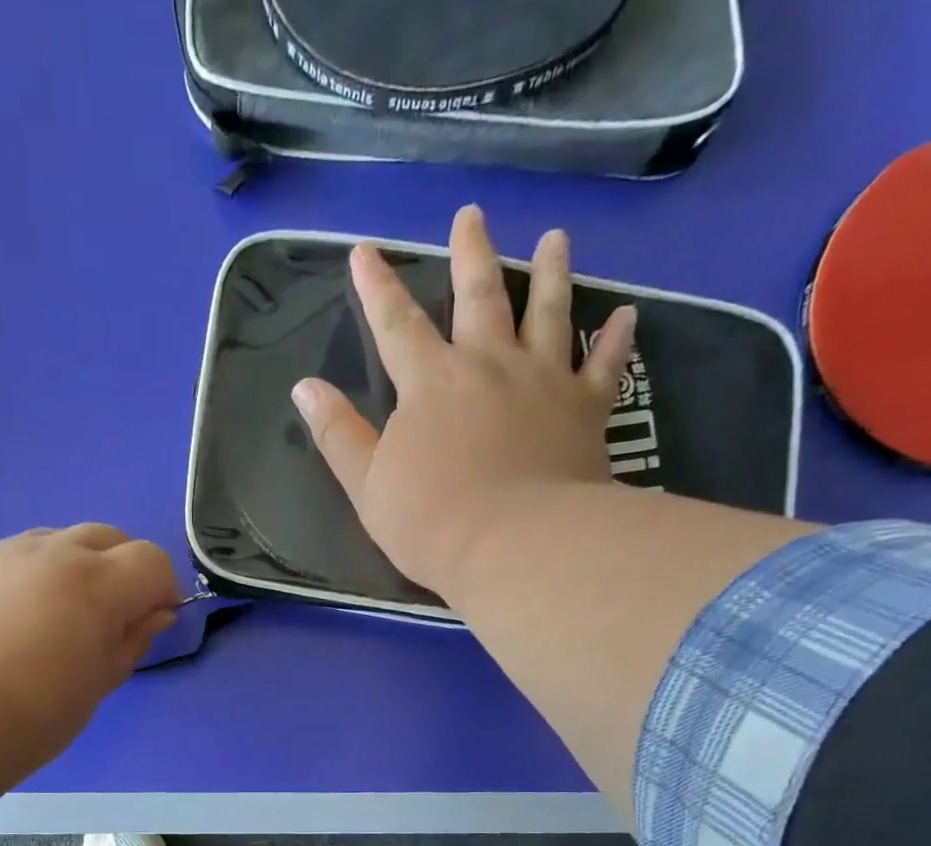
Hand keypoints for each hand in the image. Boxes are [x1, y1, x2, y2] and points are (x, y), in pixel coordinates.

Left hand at [0, 525, 179, 773]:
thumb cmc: (28, 717)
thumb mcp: (96, 687)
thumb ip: (130, 643)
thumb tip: (152, 615)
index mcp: (96, 584)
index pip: (152, 560)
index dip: (160, 589)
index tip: (149, 623)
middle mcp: (51, 553)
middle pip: (106, 537)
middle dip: (119, 569)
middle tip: (103, 619)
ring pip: (54, 542)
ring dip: (69, 569)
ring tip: (47, 621)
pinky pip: (7, 559)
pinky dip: (22, 580)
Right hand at [289, 205, 636, 597]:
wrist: (515, 545)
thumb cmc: (430, 521)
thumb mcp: (366, 484)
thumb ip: (337, 433)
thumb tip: (304, 387)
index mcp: (430, 382)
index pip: (395, 324)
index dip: (376, 287)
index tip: (363, 251)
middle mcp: (488, 363)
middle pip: (480, 295)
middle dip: (470, 254)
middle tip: (471, 216)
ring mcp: (543, 380)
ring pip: (548, 311)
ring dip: (551, 272)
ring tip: (556, 238)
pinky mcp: (586, 407)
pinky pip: (604, 364)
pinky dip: (615, 338)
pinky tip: (625, 313)